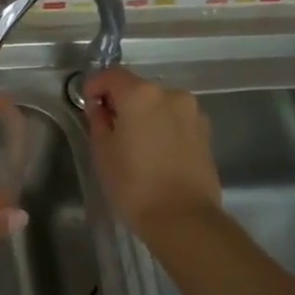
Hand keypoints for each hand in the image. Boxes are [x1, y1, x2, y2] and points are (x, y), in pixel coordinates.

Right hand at [83, 69, 221, 232]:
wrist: (183, 219)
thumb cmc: (134, 185)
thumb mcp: (103, 152)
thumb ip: (98, 121)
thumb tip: (101, 109)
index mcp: (141, 94)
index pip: (111, 75)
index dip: (94, 86)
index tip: (88, 106)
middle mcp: (171, 95)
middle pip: (138, 89)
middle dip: (121, 103)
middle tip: (109, 129)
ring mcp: (193, 113)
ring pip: (159, 105)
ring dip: (144, 116)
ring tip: (135, 145)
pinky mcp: (206, 133)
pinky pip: (176, 121)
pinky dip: (163, 128)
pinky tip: (156, 154)